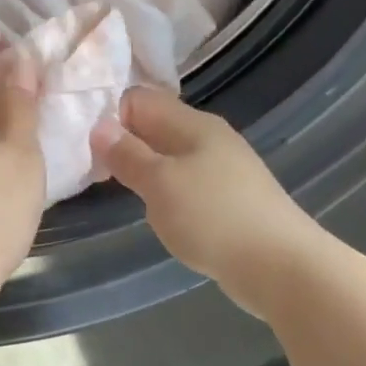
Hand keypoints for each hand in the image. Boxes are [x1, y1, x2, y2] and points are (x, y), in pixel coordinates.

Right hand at [92, 87, 322, 320]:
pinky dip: (166, 192)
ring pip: (170, 157)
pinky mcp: (230, 199)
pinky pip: (186, 183)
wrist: (281, 266)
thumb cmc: (213, 218)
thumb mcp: (160, 183)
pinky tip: (158, 213)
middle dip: (123, 143)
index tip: (84, 144)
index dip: (110, 115)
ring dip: (144, 170)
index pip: (140, 99)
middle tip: (91, 169)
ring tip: (118, 191)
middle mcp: (209, 138)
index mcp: (193, 124)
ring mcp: (224, 169)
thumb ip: (127, 154)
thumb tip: (98, 126)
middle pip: (155, 126)